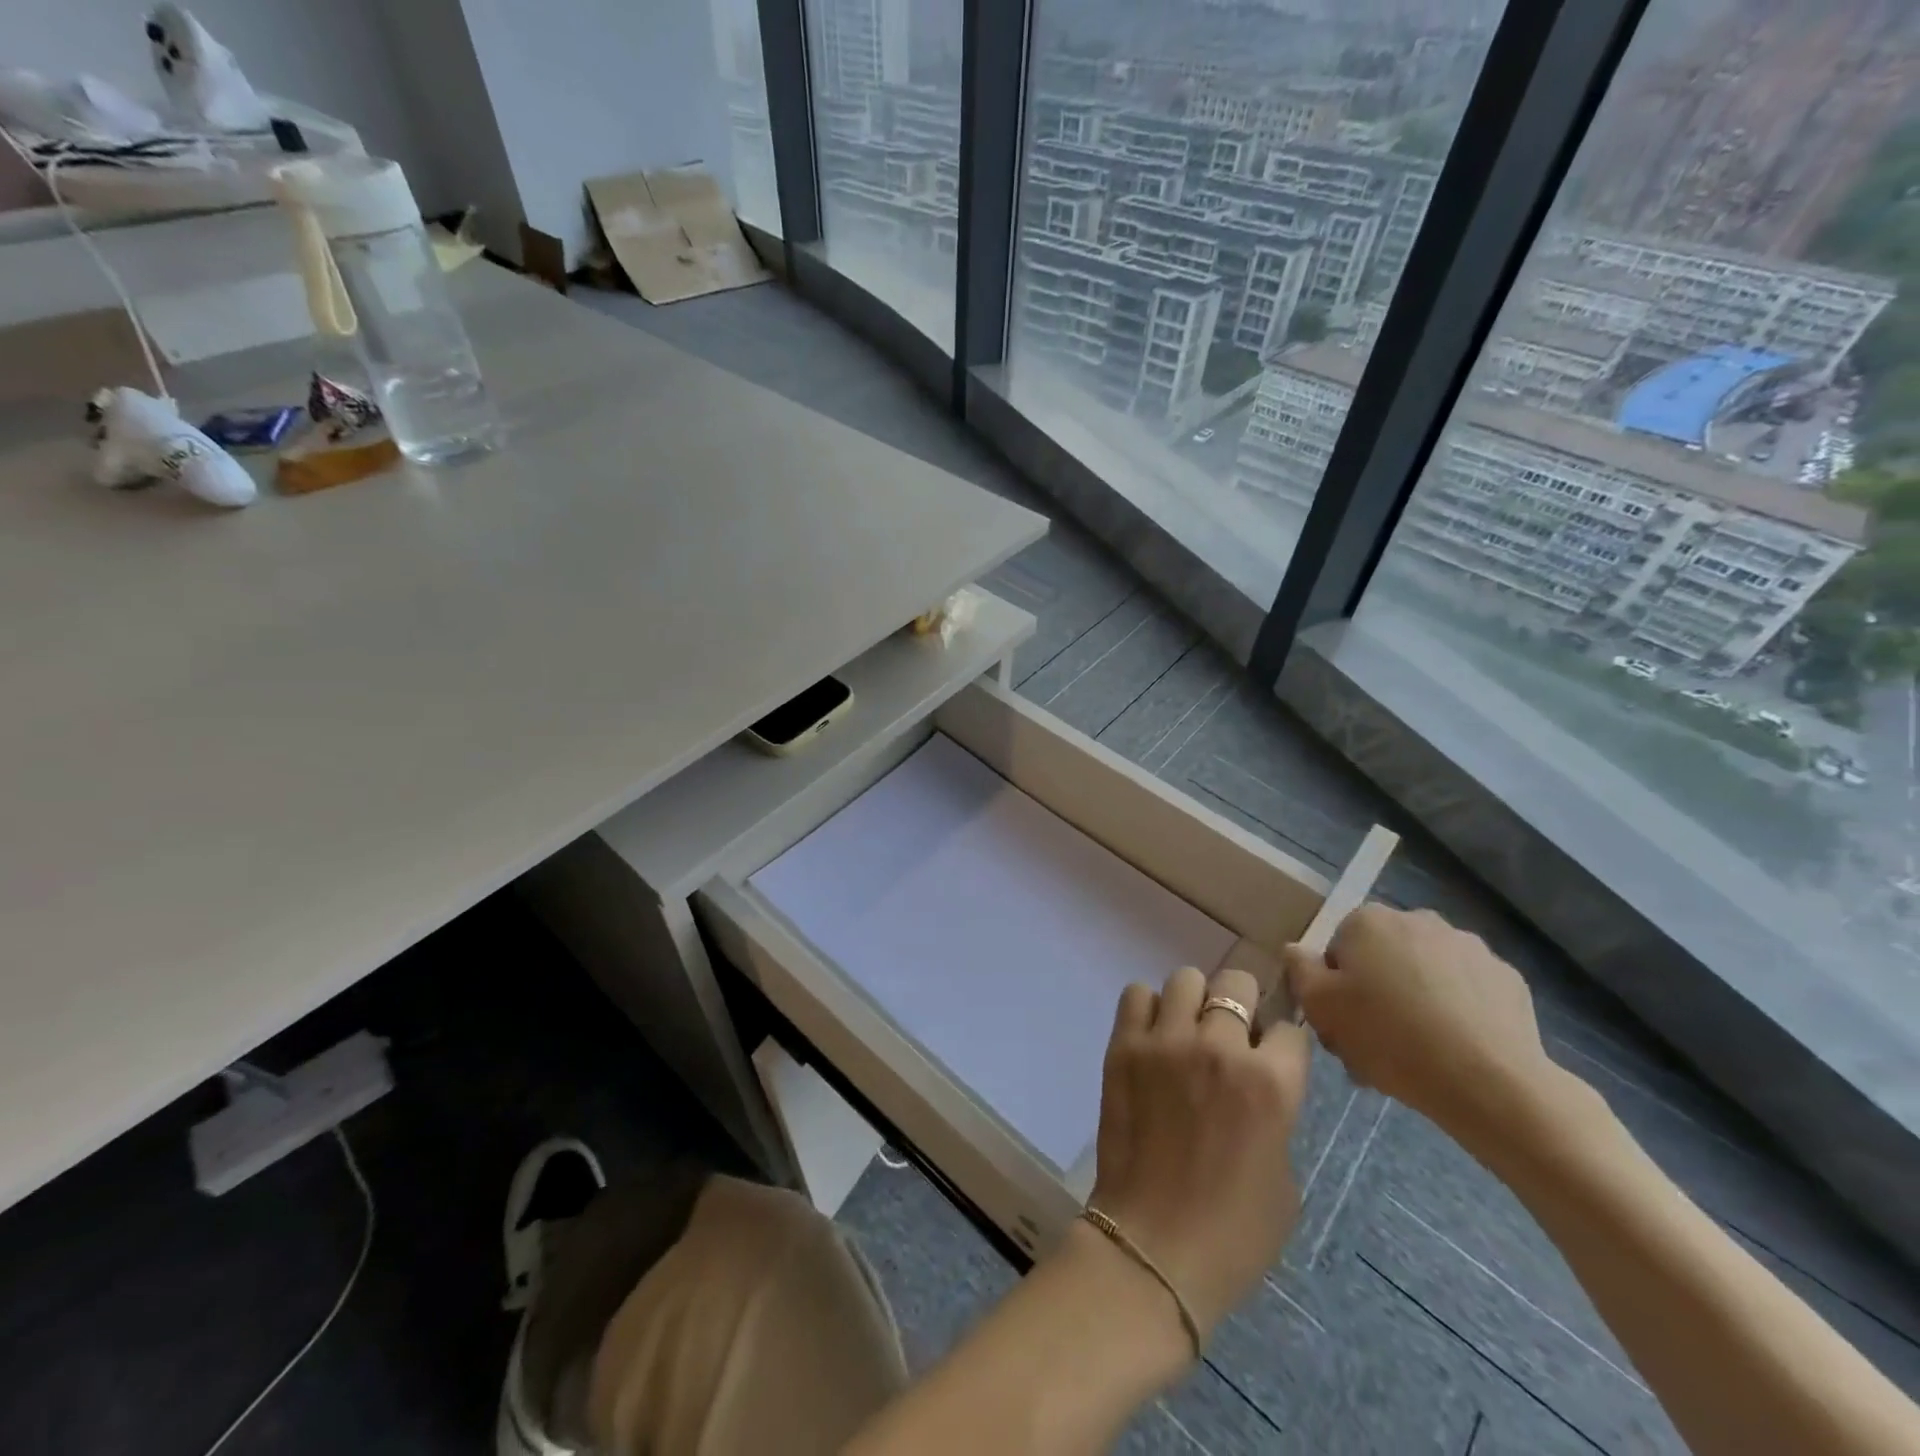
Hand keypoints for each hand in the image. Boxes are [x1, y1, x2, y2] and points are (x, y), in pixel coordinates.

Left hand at [1088, 964, 1311, 1342]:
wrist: (1154, 1248)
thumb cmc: (1234, 1231)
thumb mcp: (1285, 1176)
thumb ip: (1275, 1111)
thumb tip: (1258, 1081)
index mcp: (1270, 1083)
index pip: (1288, 1027)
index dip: (1282, 1043)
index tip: (1271, 1058)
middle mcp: (1218, 1048)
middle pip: (1235, 983)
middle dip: (1241, 1004)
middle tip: (1229, 1036)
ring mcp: (1165, 1042)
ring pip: (1184, 979)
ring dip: (1192, 1002)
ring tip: (1186, 1033)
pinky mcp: (1123, 1047)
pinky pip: (1136, 995)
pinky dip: (1147, 1009)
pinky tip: (1152, 1040)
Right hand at [1283, 905, 1554, 1139]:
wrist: (1488, 1082)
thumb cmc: (1389, 1038)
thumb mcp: (1321, 1007)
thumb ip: (1299, 969)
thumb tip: (1296, 949)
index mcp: (1369, 921)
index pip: (1339, 947)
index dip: (1335, 986)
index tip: (1343, 1022)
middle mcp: (1418, 919)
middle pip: (1383, 956)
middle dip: (1377, 992)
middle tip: (1376, 1042)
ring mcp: (1469, 946)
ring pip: (1426, 972)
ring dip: (1417, 999)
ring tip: (1418, 1052)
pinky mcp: (1507, 978)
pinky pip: (1467, 990)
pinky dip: (1458, 1011)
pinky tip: (1455, 1049)